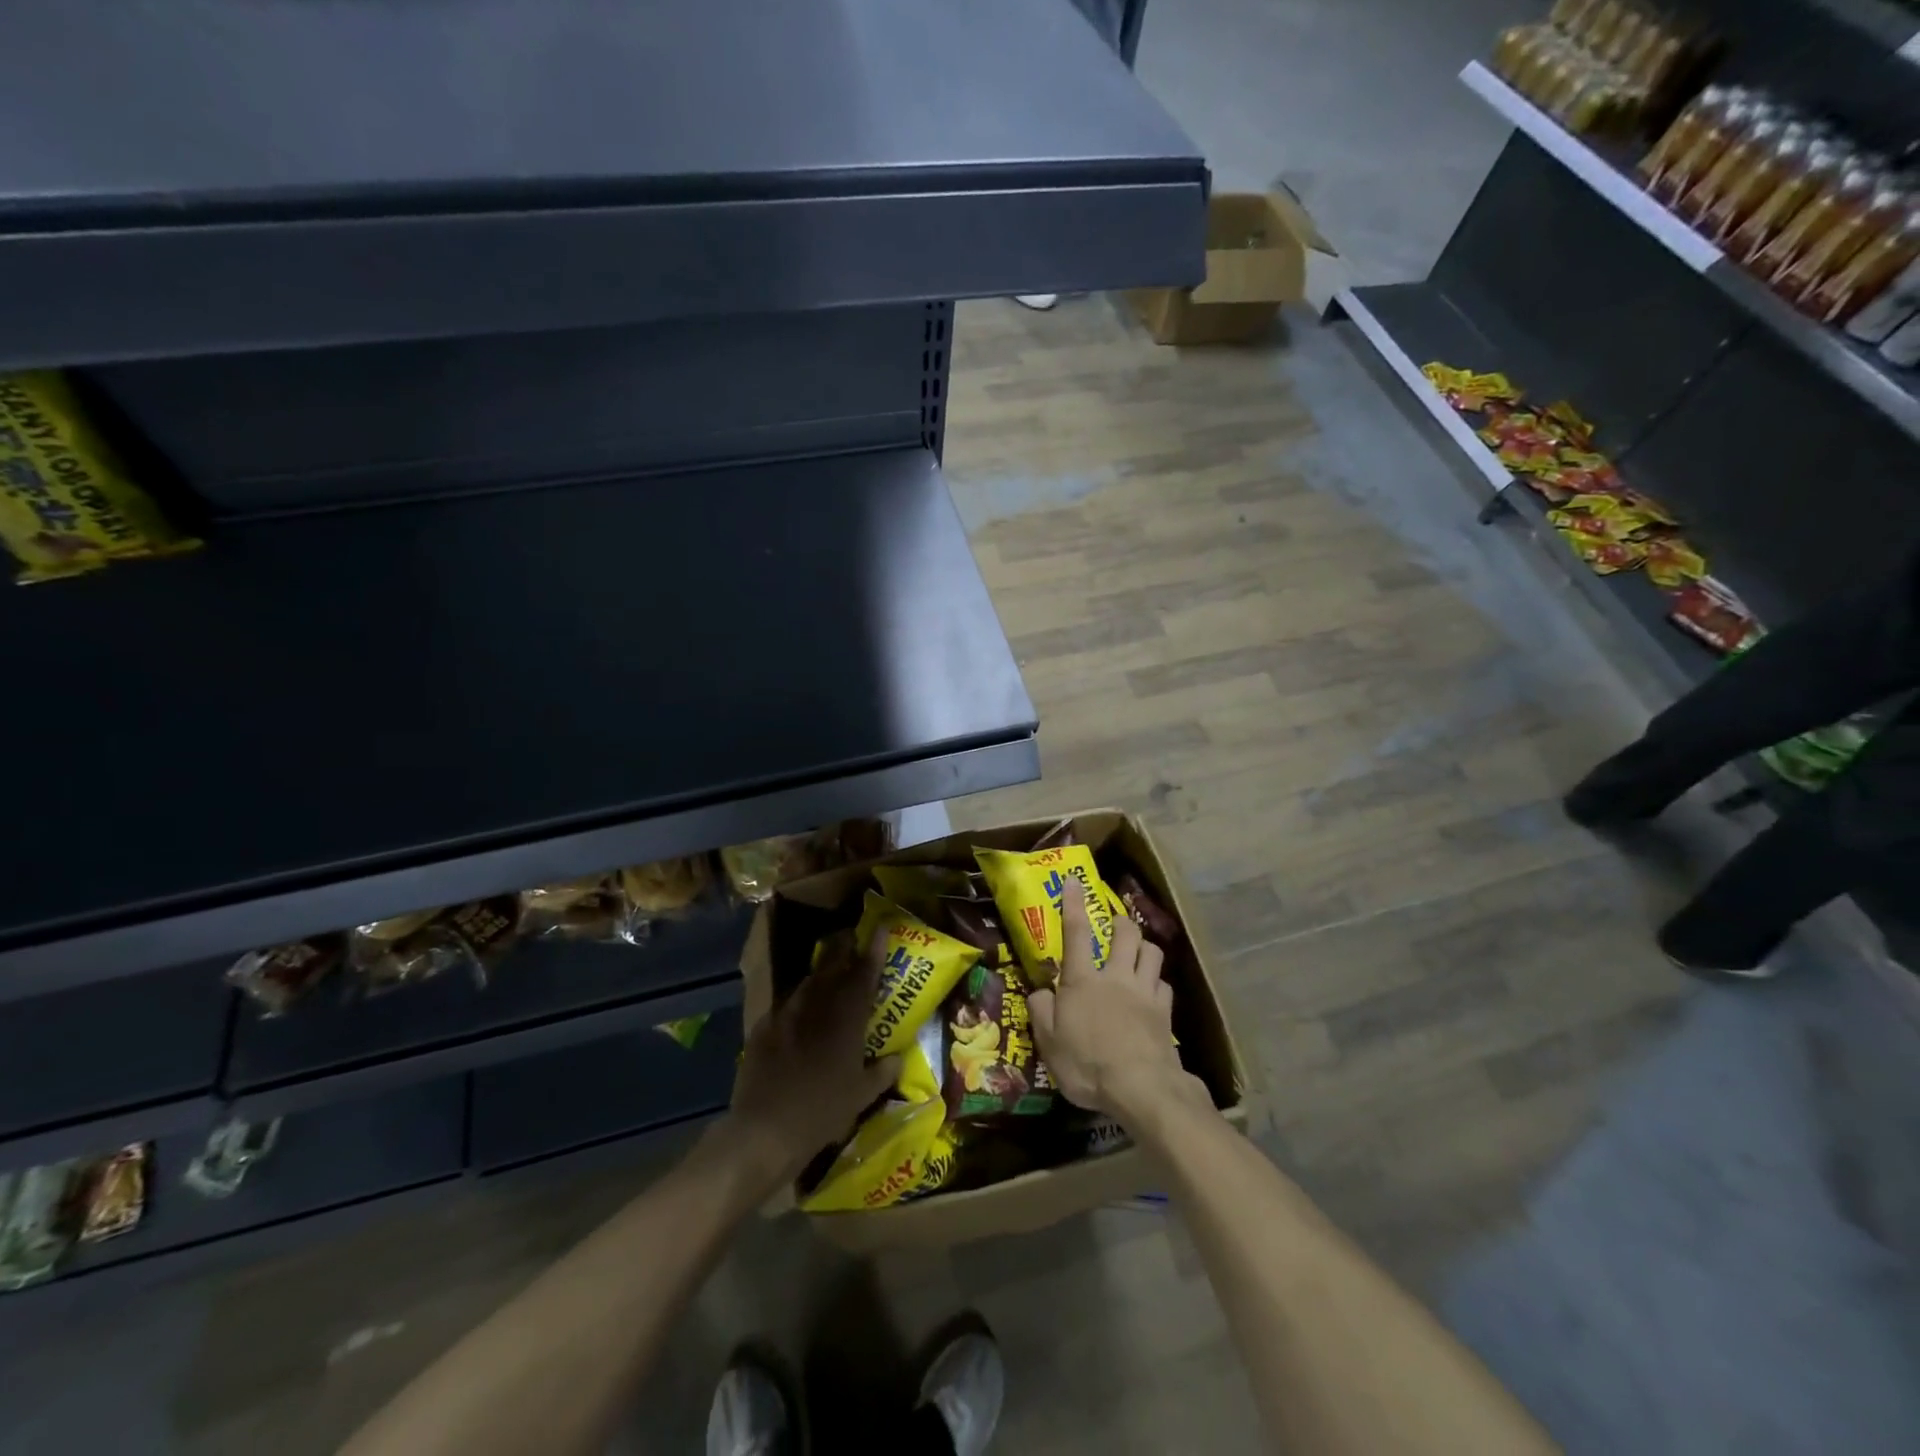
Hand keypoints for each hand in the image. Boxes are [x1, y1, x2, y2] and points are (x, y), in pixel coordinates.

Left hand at [722, 931, 899, 1189]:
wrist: (764, 1130)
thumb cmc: (821, 1113)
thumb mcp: (861, 1097)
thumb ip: (883, 1072)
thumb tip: (897, 1057)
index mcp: (846, 1018)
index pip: (864, 973)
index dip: (875, 948)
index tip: (881, 926)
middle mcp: (816, 1006)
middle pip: (832, 964)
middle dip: (844, 947)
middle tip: (852, 938)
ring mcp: (786, 1013)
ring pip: (808, 981)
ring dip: (821, 972)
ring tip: (828, 971)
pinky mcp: (763, 1026)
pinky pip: (785, 1004)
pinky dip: (797, 1001)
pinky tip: (799, 1011)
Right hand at [1029, 879, 1209, 1130]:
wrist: (1141, 1088)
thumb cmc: (1087, 1064)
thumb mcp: (1049, 1043)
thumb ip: (1041, 1012)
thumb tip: (1040, 991)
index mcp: (1083, 980)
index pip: (1076, 932)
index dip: (1074, 904)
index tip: (1075, 881)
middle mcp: (1116, 977)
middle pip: (1126, 933)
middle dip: (1121, 921)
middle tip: (1115, 923)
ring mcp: (1144, 992)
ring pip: (1152, 952)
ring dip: (1144, 946)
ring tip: (1137, 952)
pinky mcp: (1165, 1012)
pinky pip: (1164, 984)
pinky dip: (1157, 982)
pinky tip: (1152, 992)